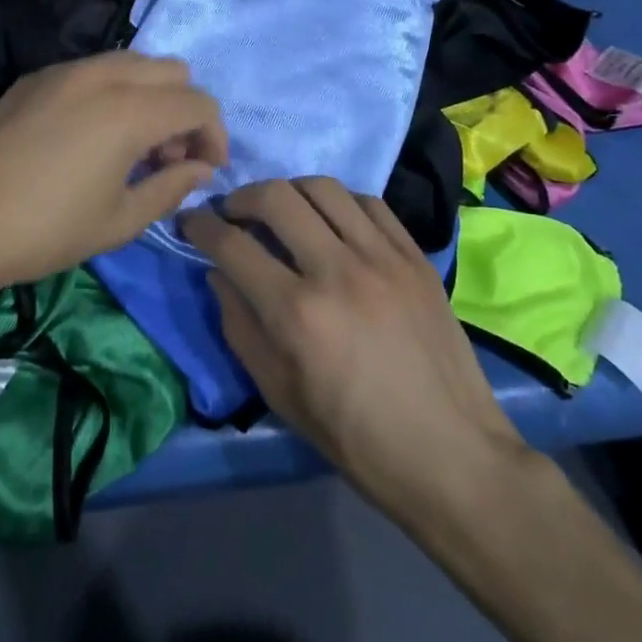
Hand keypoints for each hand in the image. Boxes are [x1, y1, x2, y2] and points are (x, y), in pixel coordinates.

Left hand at [0, 52, 227, 291]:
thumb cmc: (45, 229)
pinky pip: (92, 70)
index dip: (214, 137)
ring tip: (131, 147)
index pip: (199, 103)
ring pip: (132, 63)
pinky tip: (89, 136)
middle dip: (183, 112)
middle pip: (172, 71)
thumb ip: (170, 187)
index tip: (203, 171)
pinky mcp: (34, 78)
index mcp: (131, 109)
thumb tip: (199, 169)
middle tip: (167, 159)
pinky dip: (112, 92)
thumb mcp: (119, 221)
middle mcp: (103, 75)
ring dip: (149, 97)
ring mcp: (64, 70)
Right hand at [183, 178, 527, 527]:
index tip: (191, 221)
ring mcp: (381, 257)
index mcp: (296, 312)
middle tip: (233, 213)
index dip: (200, 226)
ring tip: (282, 211)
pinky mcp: (414, 256)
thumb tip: (218, 273)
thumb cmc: (355, 437)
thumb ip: (239, 325)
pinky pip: (369, 202)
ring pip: (322, 187)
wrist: (450, 454)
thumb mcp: (279, 393)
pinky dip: (339, 202)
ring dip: (289, 191)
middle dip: (240, 197)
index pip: (231, 244)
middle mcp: (336, 270)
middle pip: (275, 197)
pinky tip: (332, 221)